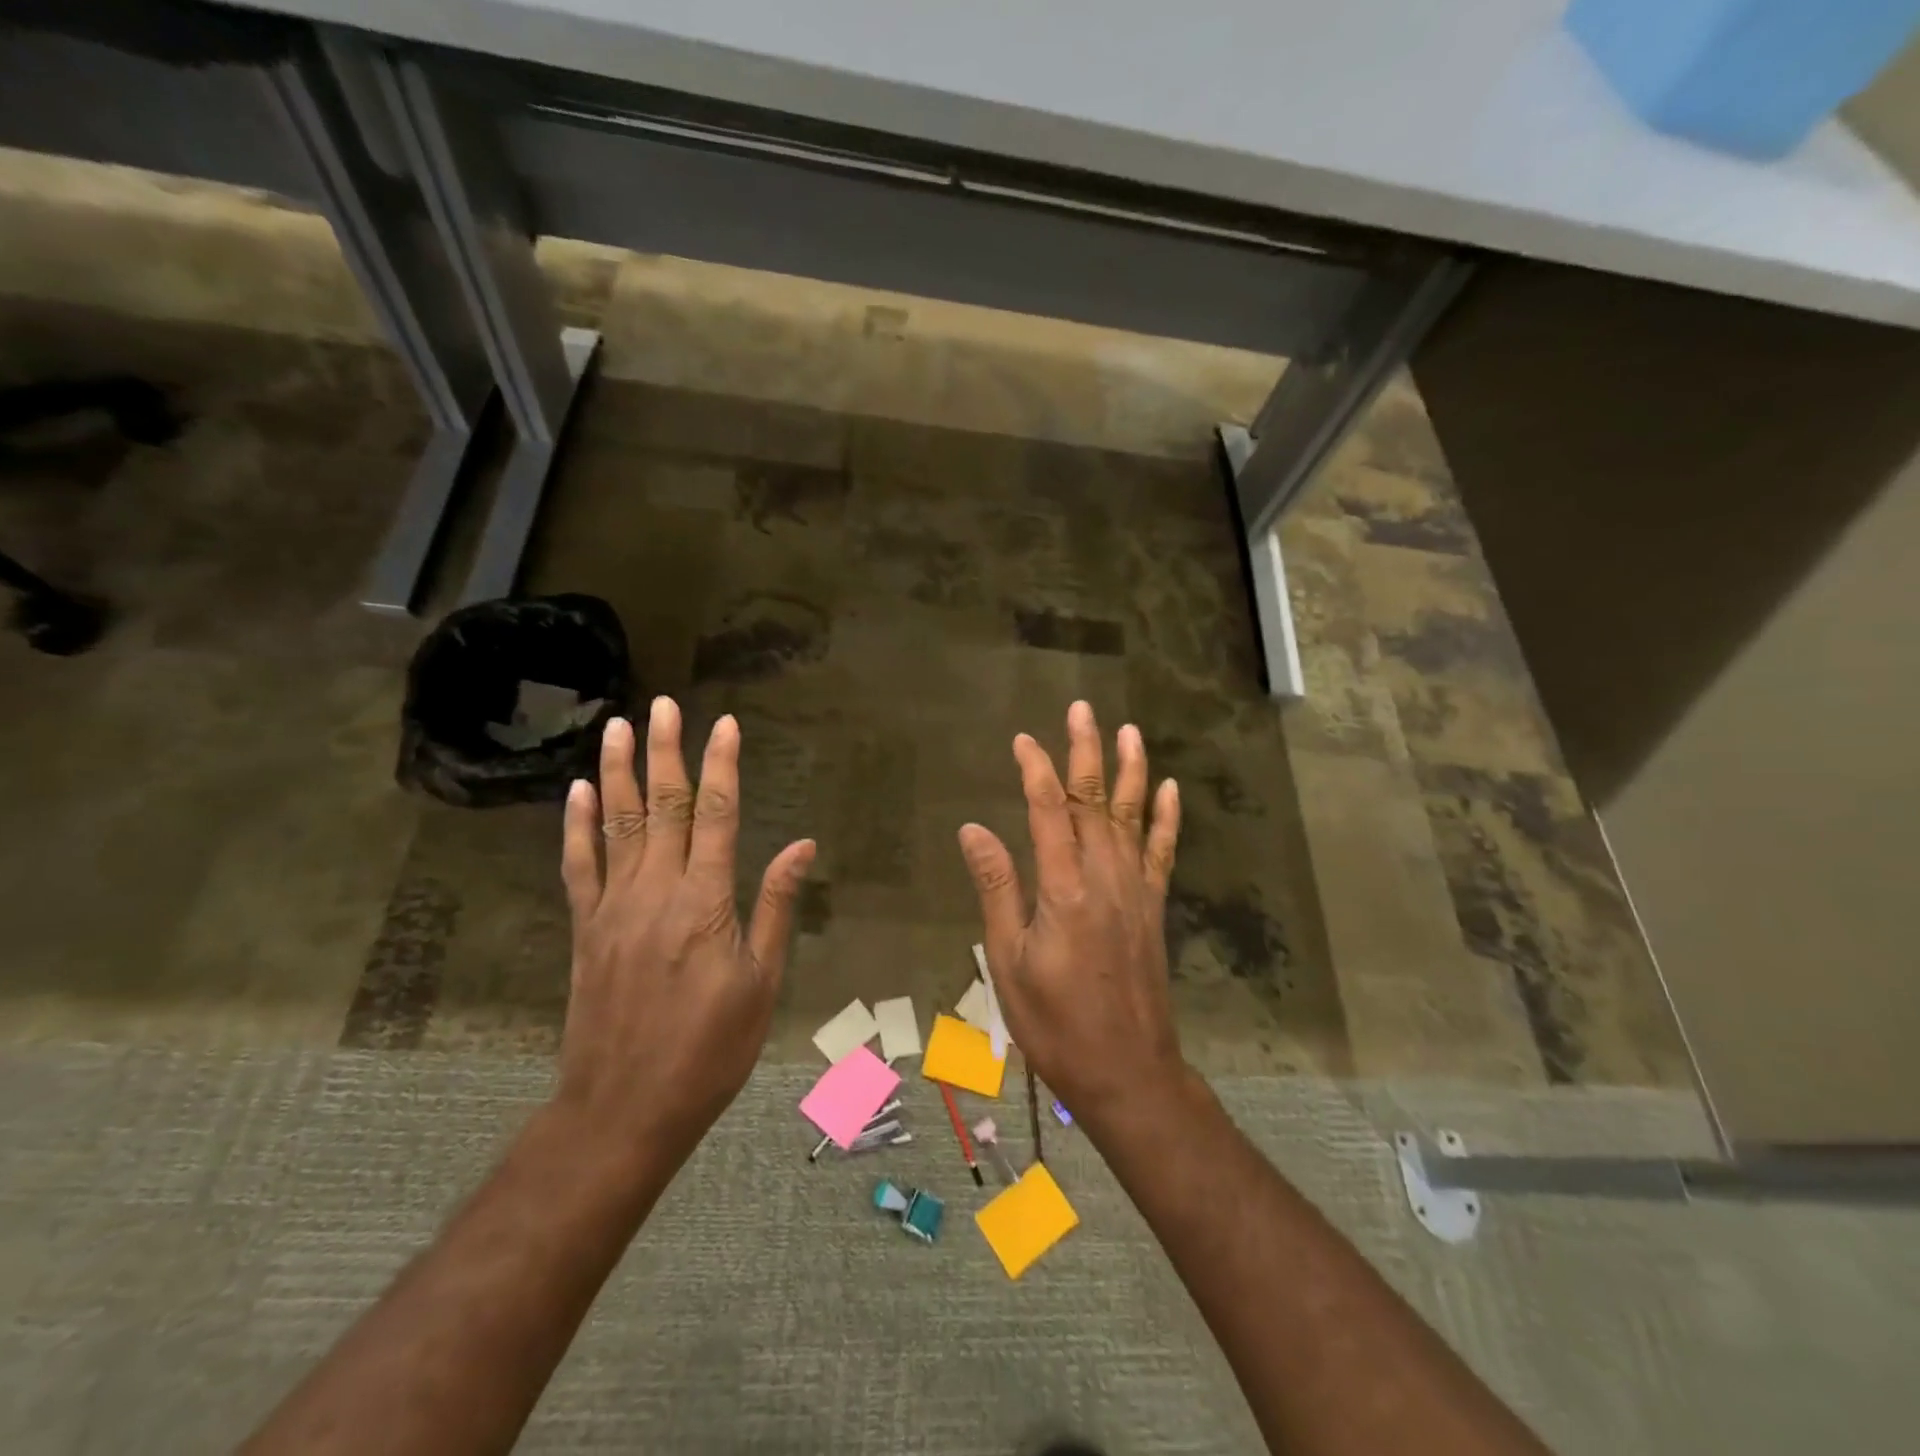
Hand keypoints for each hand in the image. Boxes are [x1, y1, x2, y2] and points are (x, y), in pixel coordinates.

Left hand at [554, 698, 814, 1170]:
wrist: (623, 1108)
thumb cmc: (709, 1050)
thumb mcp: (761, 983)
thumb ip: (776, 907)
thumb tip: (801, 844)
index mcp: (705, 902)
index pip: (714, 815)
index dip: (721, 766)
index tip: (725, 725)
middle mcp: (655, 892)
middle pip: (662, 806)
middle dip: (665, 751)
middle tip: (663, 705)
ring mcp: (613, 908)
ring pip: (617, 825)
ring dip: (618, 772)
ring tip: (617, 727)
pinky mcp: (587, 929)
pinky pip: (579, 866)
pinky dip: (578, 826)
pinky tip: (579, 793)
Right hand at [956, 701, 1185, 1128]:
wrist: (1127, 1070)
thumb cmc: (1055, 1022)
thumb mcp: (1009, 960)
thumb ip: (997, 888)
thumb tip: (974, 829)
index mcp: (1063, 888)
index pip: (1049, 810)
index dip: (1036, 769)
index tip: (1023, 740)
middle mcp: (1104, 877)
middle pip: (1094, 800)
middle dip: (1086, 751)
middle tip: (1081, 710)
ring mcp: (1135, 890)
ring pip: (1131, 816)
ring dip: (1130, 770)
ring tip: (1129, 731)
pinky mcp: (1152, 907)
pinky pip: (1161, 851)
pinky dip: (1165, 817)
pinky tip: (1168, 789)